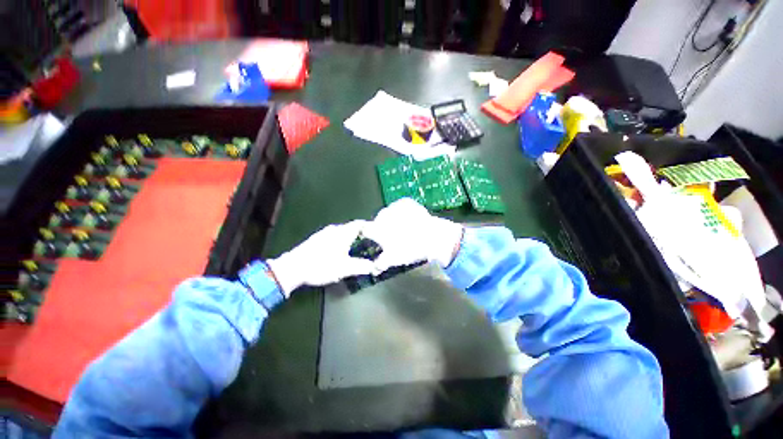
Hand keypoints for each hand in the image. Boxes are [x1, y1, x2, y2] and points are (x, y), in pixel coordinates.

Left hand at [267, 220, 375, 294]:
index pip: (360, 224)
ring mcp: (324, 233)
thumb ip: (361, 266)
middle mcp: (334, 229)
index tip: (377, 234)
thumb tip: (374, 266)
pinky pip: (334, 235)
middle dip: (361, 234)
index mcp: (343, 232)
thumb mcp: (344, 268)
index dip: (369, 227)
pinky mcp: (317, 238)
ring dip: (350, 237)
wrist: (292, 268)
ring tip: (357, 248)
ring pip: (342, 231)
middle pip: (351, 227)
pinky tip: (340, 251)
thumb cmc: (321, 266)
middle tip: (369, 244)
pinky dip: (341, 240)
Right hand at [362, 198, 463, 271]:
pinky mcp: (406, 202)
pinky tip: (409, 220)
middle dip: (382, 227)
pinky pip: (399, 207)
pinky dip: (402, 213)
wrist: (434, 237)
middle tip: (392, 237)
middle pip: (377, 221)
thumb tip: (373, 269)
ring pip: (388, 213)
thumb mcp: (393, 259)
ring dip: (392, 219)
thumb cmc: (410, 248)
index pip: (364, 228)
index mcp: (377, 228)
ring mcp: (395, 206)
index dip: (365, 233)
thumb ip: (379, 264)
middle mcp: (383, 214)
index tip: (370, 238)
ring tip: (403, 228)